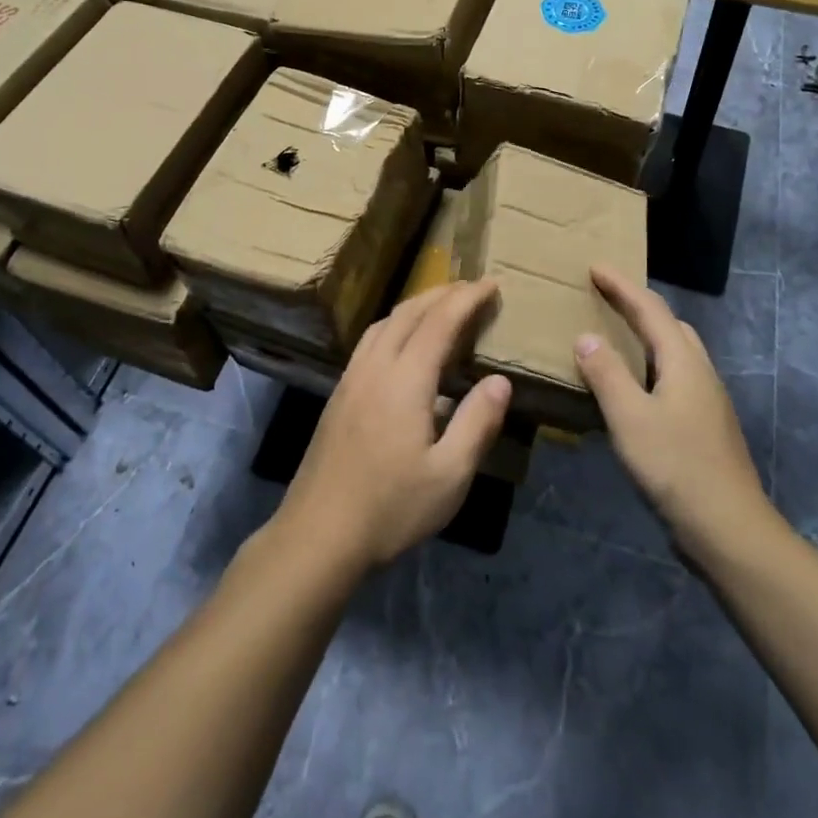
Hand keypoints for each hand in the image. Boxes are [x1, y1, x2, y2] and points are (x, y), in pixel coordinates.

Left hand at [273, 281, 512, 573]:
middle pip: (409, 312)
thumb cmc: (391, 507)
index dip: (467, 299)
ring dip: (415, 305)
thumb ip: (477, 423)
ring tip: (440, 306)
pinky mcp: (339, 394)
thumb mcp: (449, 476)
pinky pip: (370, 340)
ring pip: (384, 322)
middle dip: (442, 293)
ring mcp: (351, 379)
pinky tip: (402, 343)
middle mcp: (375, 367)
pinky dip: (394, 324)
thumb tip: (500, 381)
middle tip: (472, 288)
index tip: (492, 283)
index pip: (440, 322)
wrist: (318, 534)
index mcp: (405, 379)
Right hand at [575, 265, 783, 562]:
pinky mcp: (705, 424)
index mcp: (683, 361)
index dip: (621, 286)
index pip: (650, 309)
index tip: (595, 267)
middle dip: (637, 305)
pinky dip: (651, 364)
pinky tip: (634, 387)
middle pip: (669, 324)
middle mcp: (700, 372)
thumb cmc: (676, 466)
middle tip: (605, 298)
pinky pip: (675, 375)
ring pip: (675, 351)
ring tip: (616, 336)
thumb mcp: (630, 418)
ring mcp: (707, 400)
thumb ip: (606, 374)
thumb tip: (587, 337)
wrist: (729, 528)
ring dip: (647, 335)